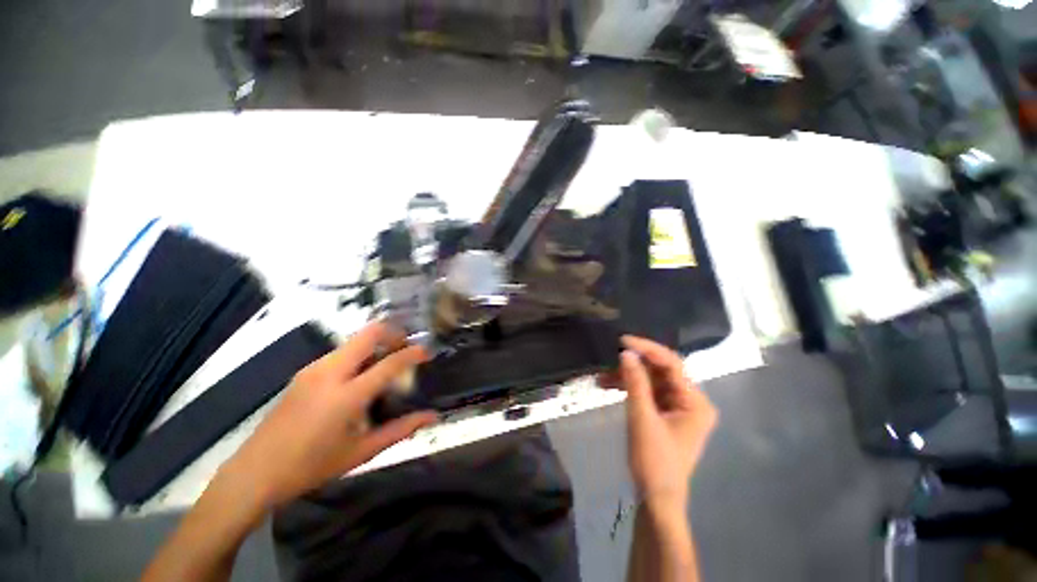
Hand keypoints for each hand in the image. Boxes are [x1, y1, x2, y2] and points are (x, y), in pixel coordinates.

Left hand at [216, 322, 437, 509]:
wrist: (254, 473)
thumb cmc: (311, 467)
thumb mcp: (361, 452)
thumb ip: (401, 430)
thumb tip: (433, 416)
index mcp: (346, 396)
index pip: (389, 364)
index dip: (412, 353)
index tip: (427, 351)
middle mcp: (330, 373)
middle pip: (369, 334)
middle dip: (394, 334)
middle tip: (406, 347)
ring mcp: (314, 369)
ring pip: (355, 340)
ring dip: (377, 343)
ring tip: (388, 363)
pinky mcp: (305, 372)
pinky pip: (342, 352)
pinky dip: (361, 354)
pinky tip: (362, 376)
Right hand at [600, 336, 717, 509]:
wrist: (656, 498)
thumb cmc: (654, 461)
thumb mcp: (642, 418)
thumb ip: (635, 382)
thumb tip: (626, 352)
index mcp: (696, 402)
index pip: (672, 364)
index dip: (647, 348)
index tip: (623, 341)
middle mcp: (690, 400)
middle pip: (661, 371)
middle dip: (634, 365)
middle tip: (609, 359)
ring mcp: (678, 407)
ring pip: (651, 380)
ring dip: (627, 377)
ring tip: (602, 378)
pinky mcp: (665, 413)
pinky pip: (647, 392)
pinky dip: (629, 388)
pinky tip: (608, 386)